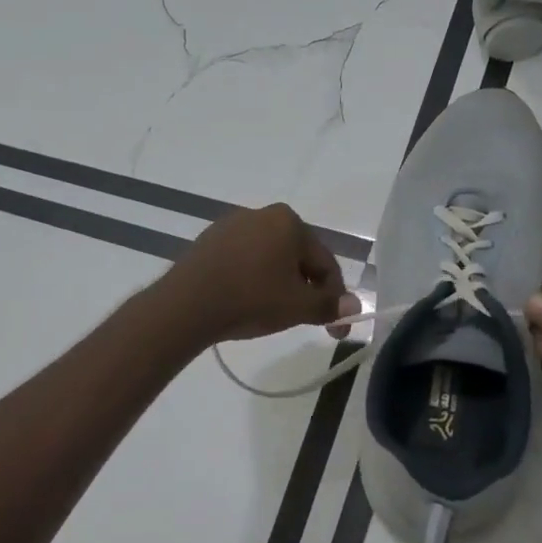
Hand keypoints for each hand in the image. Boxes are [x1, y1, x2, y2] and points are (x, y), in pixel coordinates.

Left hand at [163, 204, 360, 344]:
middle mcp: (261, 214)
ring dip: (279, 284)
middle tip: (305, 320)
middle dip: (306, 289)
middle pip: (297, 257)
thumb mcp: (297, 307)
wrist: (187, 305)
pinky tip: (246, 302)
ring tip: (274, 314)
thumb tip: (354, 305)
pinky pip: (243, 260)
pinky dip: (252, 279)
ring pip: (269, 259)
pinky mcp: (209, 241)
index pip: (325, 263)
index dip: (334, 298)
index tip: (336, 327)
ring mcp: (231, 225)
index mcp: (289, 222)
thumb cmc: (251, 299)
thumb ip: (328, 305)